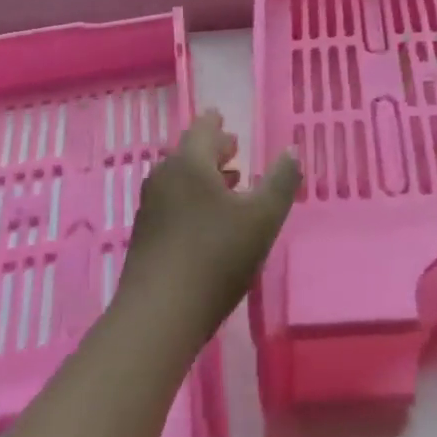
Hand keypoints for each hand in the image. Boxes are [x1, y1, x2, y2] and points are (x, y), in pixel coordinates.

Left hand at [118, 111, 300, 342]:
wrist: (159, 315)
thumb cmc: (216, 257)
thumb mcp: (262, 218)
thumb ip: (280, 181)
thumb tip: (292, 151)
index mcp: (190, 163)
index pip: (203, 128)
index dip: (217, 123)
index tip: (226, 120)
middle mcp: (164, 177)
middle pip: (189, 153)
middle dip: (213, 151)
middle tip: (234, 150)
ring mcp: (150, 207)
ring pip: (180, 179)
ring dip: (204, 177)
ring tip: (230, 184)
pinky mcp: (145, 235)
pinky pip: (172, 202)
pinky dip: (192, 199)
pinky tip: (209, 221)